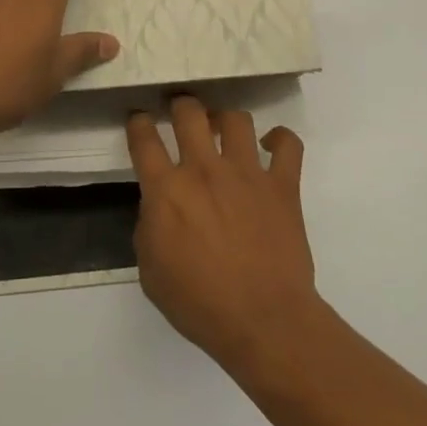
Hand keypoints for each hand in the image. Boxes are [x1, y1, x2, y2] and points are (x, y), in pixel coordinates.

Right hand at [127, 96, 322, 372]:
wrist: (262, 321)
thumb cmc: (199, 303)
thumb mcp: (151, 271)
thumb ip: (149, 227)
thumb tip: (159, 206)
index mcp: (166, 190)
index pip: (144, 140)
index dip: (138, 123)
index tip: (139, 119)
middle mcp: (204, 170)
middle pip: (189, 113)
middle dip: (181, 104)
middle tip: (180, 110)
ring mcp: (247, 173)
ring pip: (236, 119)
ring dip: (225, 119)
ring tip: (223, 127)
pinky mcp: (282, 185)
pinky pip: (287, 144)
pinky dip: (280, 139)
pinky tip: (271, 146)